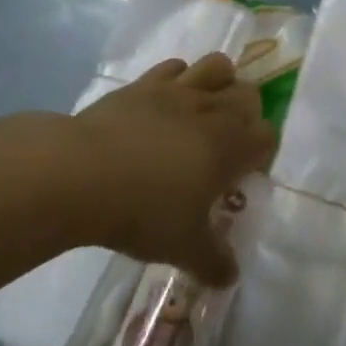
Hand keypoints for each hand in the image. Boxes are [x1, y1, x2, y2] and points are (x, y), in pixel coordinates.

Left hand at [69, 54, 275, 285]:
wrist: (79, 173)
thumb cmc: (141, 211)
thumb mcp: (182, 247)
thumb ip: (213, 261)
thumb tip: (231, 278)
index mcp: (230, 146)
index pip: (266, 136)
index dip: (260, 154)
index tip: (241, 175)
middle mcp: (212, 110)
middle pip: (249, 95)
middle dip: (246, 116)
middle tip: (224, 145)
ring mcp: (177, 91)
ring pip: (217, 67)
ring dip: (221, 83)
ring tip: (204, 110)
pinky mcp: (144, 84)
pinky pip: (174, 67)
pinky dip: (179, 78)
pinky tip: (165, 103)